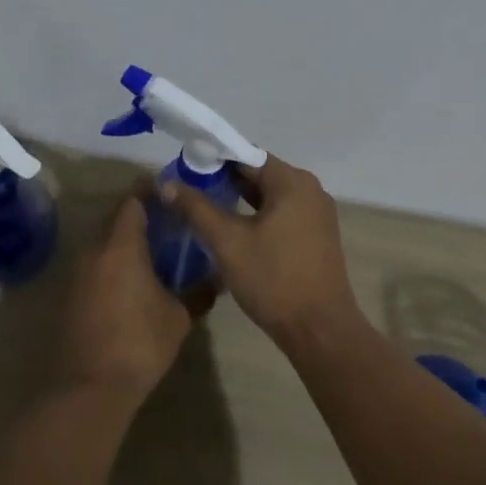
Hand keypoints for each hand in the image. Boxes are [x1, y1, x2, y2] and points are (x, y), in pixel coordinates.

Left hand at [57, 193, 205, 401]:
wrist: (89, 388)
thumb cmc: (139, 343)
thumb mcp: (178, 317)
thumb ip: (198, 292)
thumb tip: (217, 278)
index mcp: (120, 246)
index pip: (132, 202)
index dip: (150, 191)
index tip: (170, 191)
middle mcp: (93, 252)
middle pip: (115, 219)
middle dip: (140, 215)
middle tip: (169, 221)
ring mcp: (77, 274)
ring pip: (103, 244)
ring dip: (125, 241)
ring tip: (155, 251)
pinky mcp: (70, 296)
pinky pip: (95, 266)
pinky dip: (113, 264)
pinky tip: (133, 281)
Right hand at [161, 156, 361, 346]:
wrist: (319, 329)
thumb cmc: (273, 280)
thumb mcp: (227, 242)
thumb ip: (196, 208)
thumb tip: (166, 184)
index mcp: (292, 182)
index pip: (246, 155)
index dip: (212, 159)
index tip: (184, 170)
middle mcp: (310, 190)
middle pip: (259, 173)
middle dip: (224, 180)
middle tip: (189, 192)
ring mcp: (317, 214)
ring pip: (270, 196)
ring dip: (239, 199)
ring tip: (204, 209)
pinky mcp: (316, 236)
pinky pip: (282, 213)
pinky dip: (257, 216)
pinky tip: (233, 230)